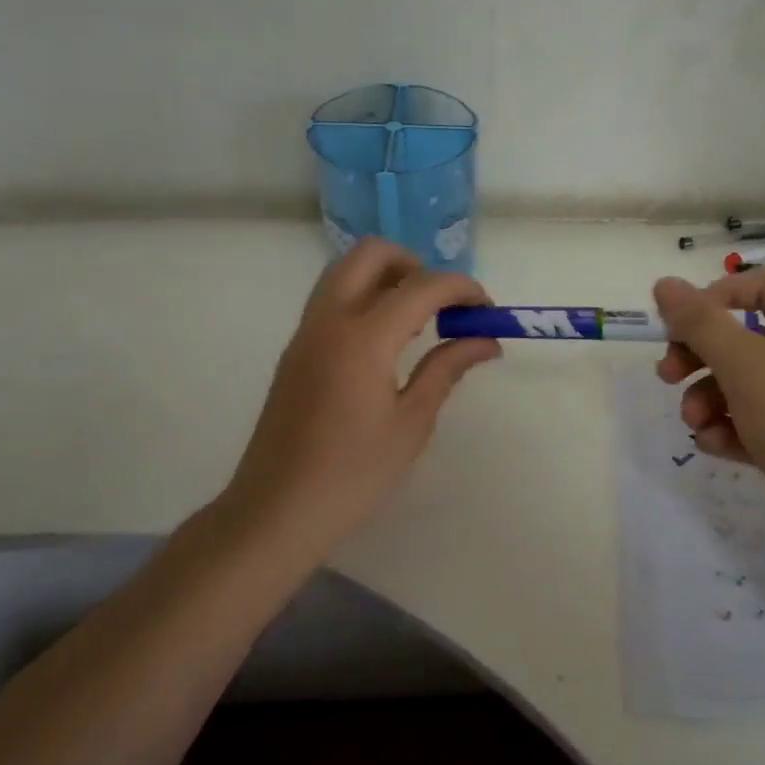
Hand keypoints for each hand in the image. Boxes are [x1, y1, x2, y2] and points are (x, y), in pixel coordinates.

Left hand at [219, 239, 501, 553]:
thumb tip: (485, 341)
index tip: (486, 311)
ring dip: (388, 278)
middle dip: (416, 265)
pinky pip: (333, 300)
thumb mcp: (411, 423)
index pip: (422, 286)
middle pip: (371, 254)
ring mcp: (306, 332)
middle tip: (443, 306)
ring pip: (346, 271)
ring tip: (420, 324)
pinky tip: (388, 344)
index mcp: (363, 338)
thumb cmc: (353, 474)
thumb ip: (447, 369)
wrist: (277, 511)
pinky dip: (366, 299)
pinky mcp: (296, 350)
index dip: (462, 288)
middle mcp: (329, 320)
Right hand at [652, 269, 764, 564]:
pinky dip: (728, 430)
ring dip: (706, 397)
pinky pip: (750, 424)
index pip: (763, 285)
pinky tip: (715, 445)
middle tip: (668, 374)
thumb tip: (664, 283)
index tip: (684, 320)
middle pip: (741, 337)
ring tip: (695, 421)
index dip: (720, 294)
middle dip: (698, 354)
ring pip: (740, 384)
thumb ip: (699, 321)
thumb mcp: (743, 362)